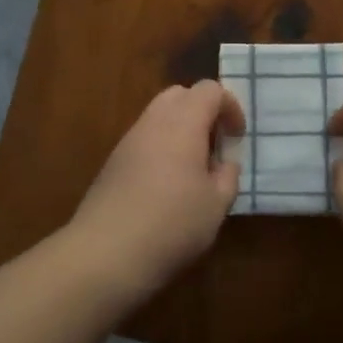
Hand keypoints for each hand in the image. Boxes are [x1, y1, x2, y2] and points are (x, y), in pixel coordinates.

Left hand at [66, 81, 244, 296]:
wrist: (106, 252)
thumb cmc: (172, 224)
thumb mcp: (217, 205)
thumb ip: (227, 176)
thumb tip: (224, 163)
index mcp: (183, 123)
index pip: (210, 90)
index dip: (230, 107)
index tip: (237, 138)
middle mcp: (153, 122)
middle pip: (180, 94)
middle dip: (202, 111)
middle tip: (215, 145)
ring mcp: (128, 140)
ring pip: (158, 115)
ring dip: (180, 130)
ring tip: (193, 168)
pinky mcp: (113, 162)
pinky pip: (143, 139)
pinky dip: (161, 147)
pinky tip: (167, 184)